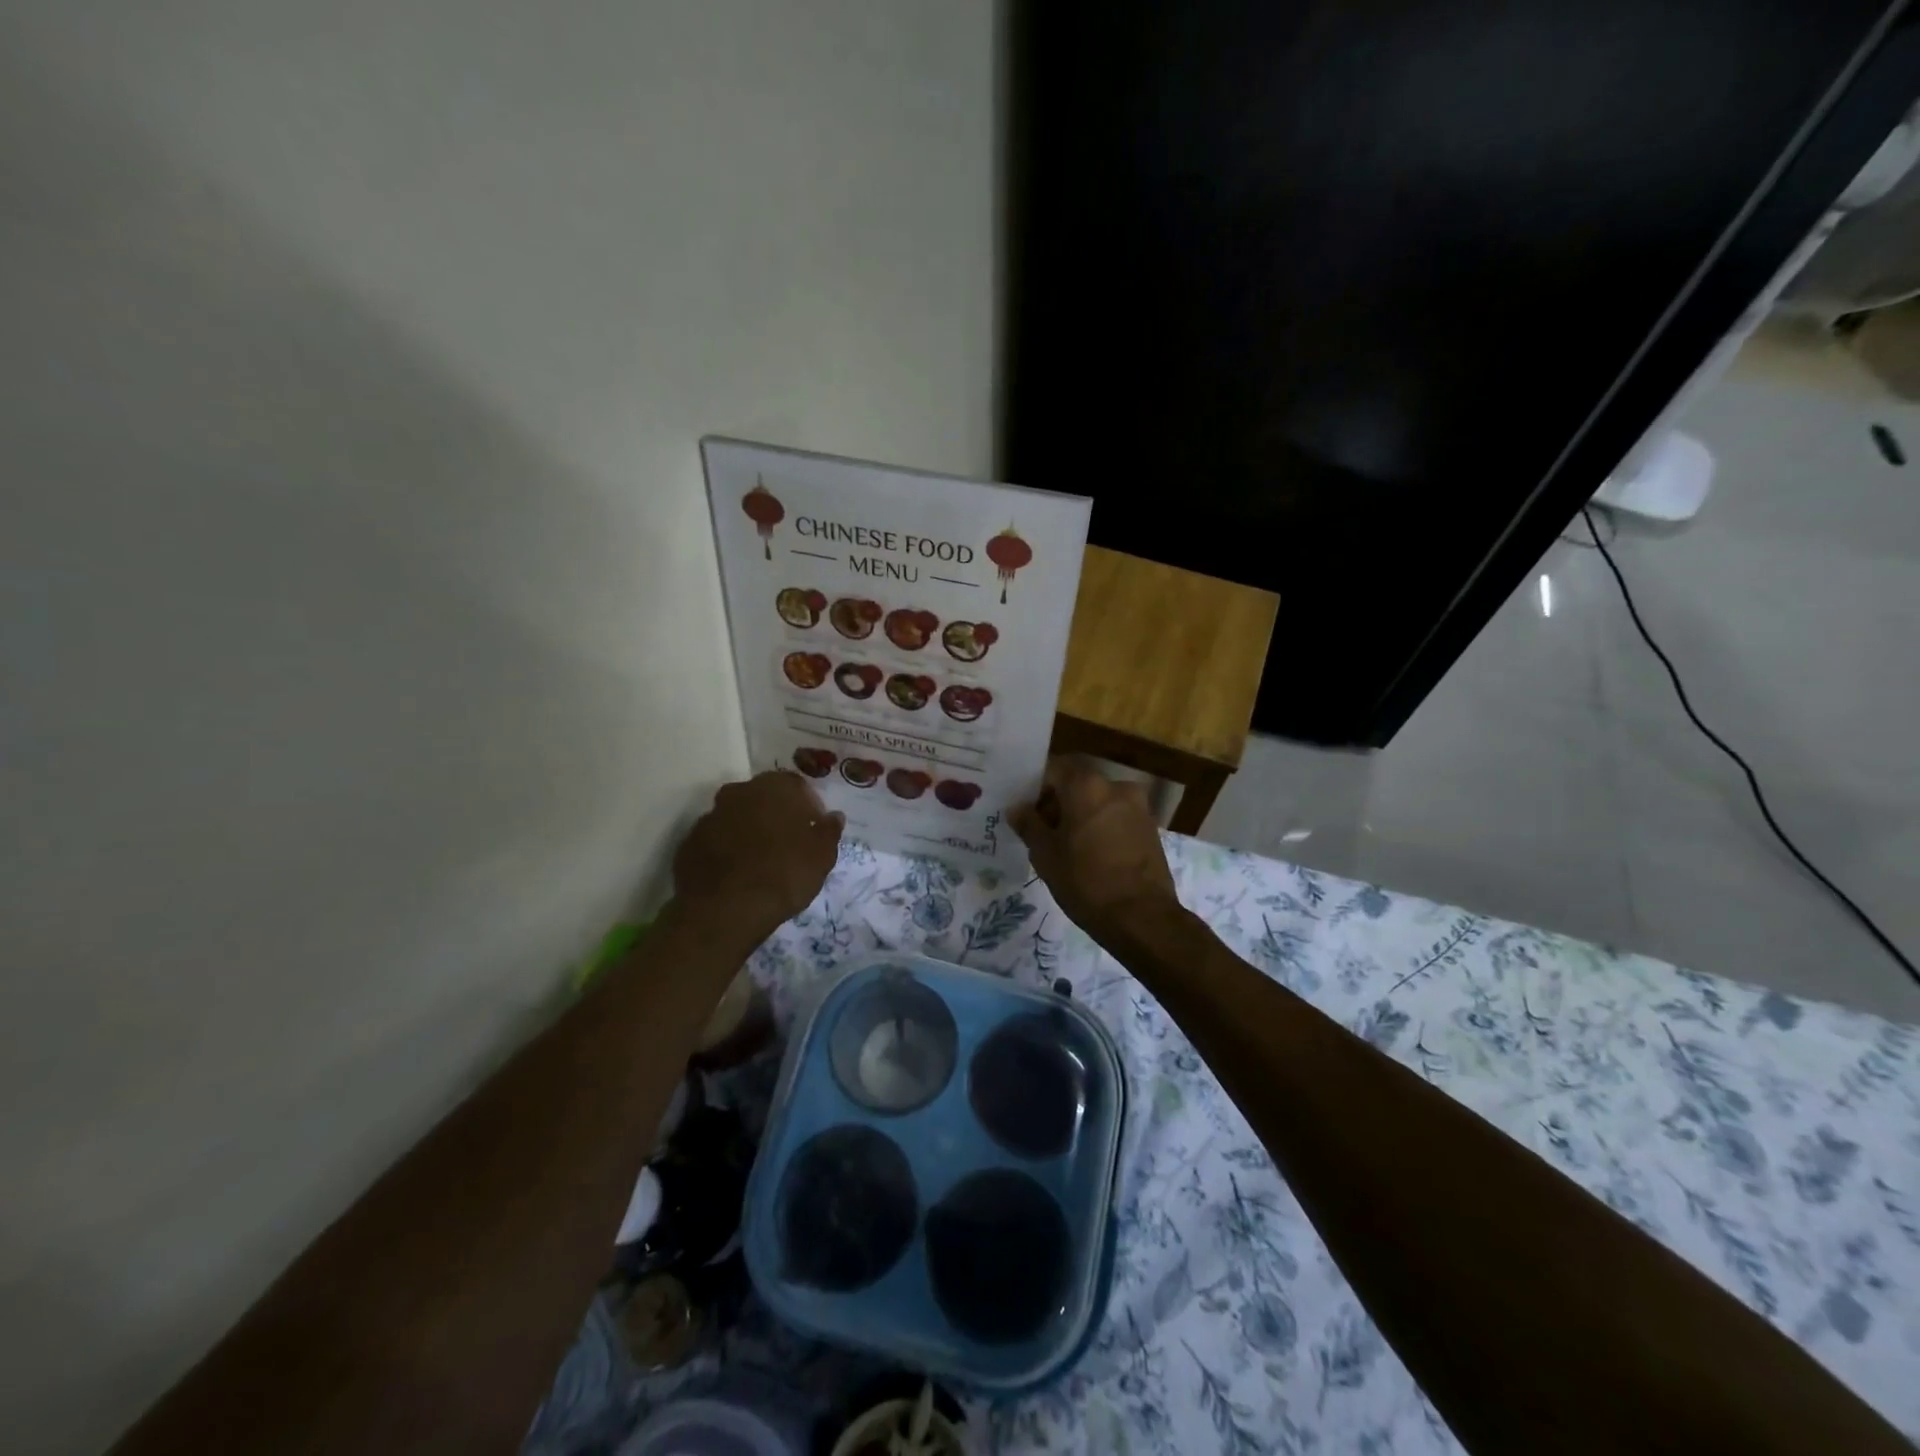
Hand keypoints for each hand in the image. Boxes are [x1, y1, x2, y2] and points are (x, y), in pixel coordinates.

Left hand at [674, 771, 843, 943]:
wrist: (725, 910)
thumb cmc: (784, 875)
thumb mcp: (822, 856)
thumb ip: (829, 831)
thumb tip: (833, 817)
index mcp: (775, 787)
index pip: (797, 786)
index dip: (808, 807)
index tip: (814, 829)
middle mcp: (740, 791)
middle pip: (763, 797)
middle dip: (775, 814)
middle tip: (788, 843)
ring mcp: (710, 815)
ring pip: (737, 817)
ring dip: (749, 830)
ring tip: (761, 860)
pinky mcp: (689, 841)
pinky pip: (716, 839)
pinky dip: (727, 849)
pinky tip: (737, 873)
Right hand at [1009, 756, 1179, 943]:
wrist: (1141, 917)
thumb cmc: (1085, 881)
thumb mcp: (1045, 854)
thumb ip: (1029, 825)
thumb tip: (1018, 809)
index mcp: (1086, 785)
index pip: (1053, 770)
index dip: (1036, 789)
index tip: (1026, 813)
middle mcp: (1115, 786)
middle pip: (1077, 785)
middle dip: (1059, 803)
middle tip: (1043, 833)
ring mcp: (1138, 806)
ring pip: (1098, 802)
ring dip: (1081, 816)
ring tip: (1067, 848)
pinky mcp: (1151, 828)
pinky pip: (1116, 818)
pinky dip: (1101, 828)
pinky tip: (1092, 855)